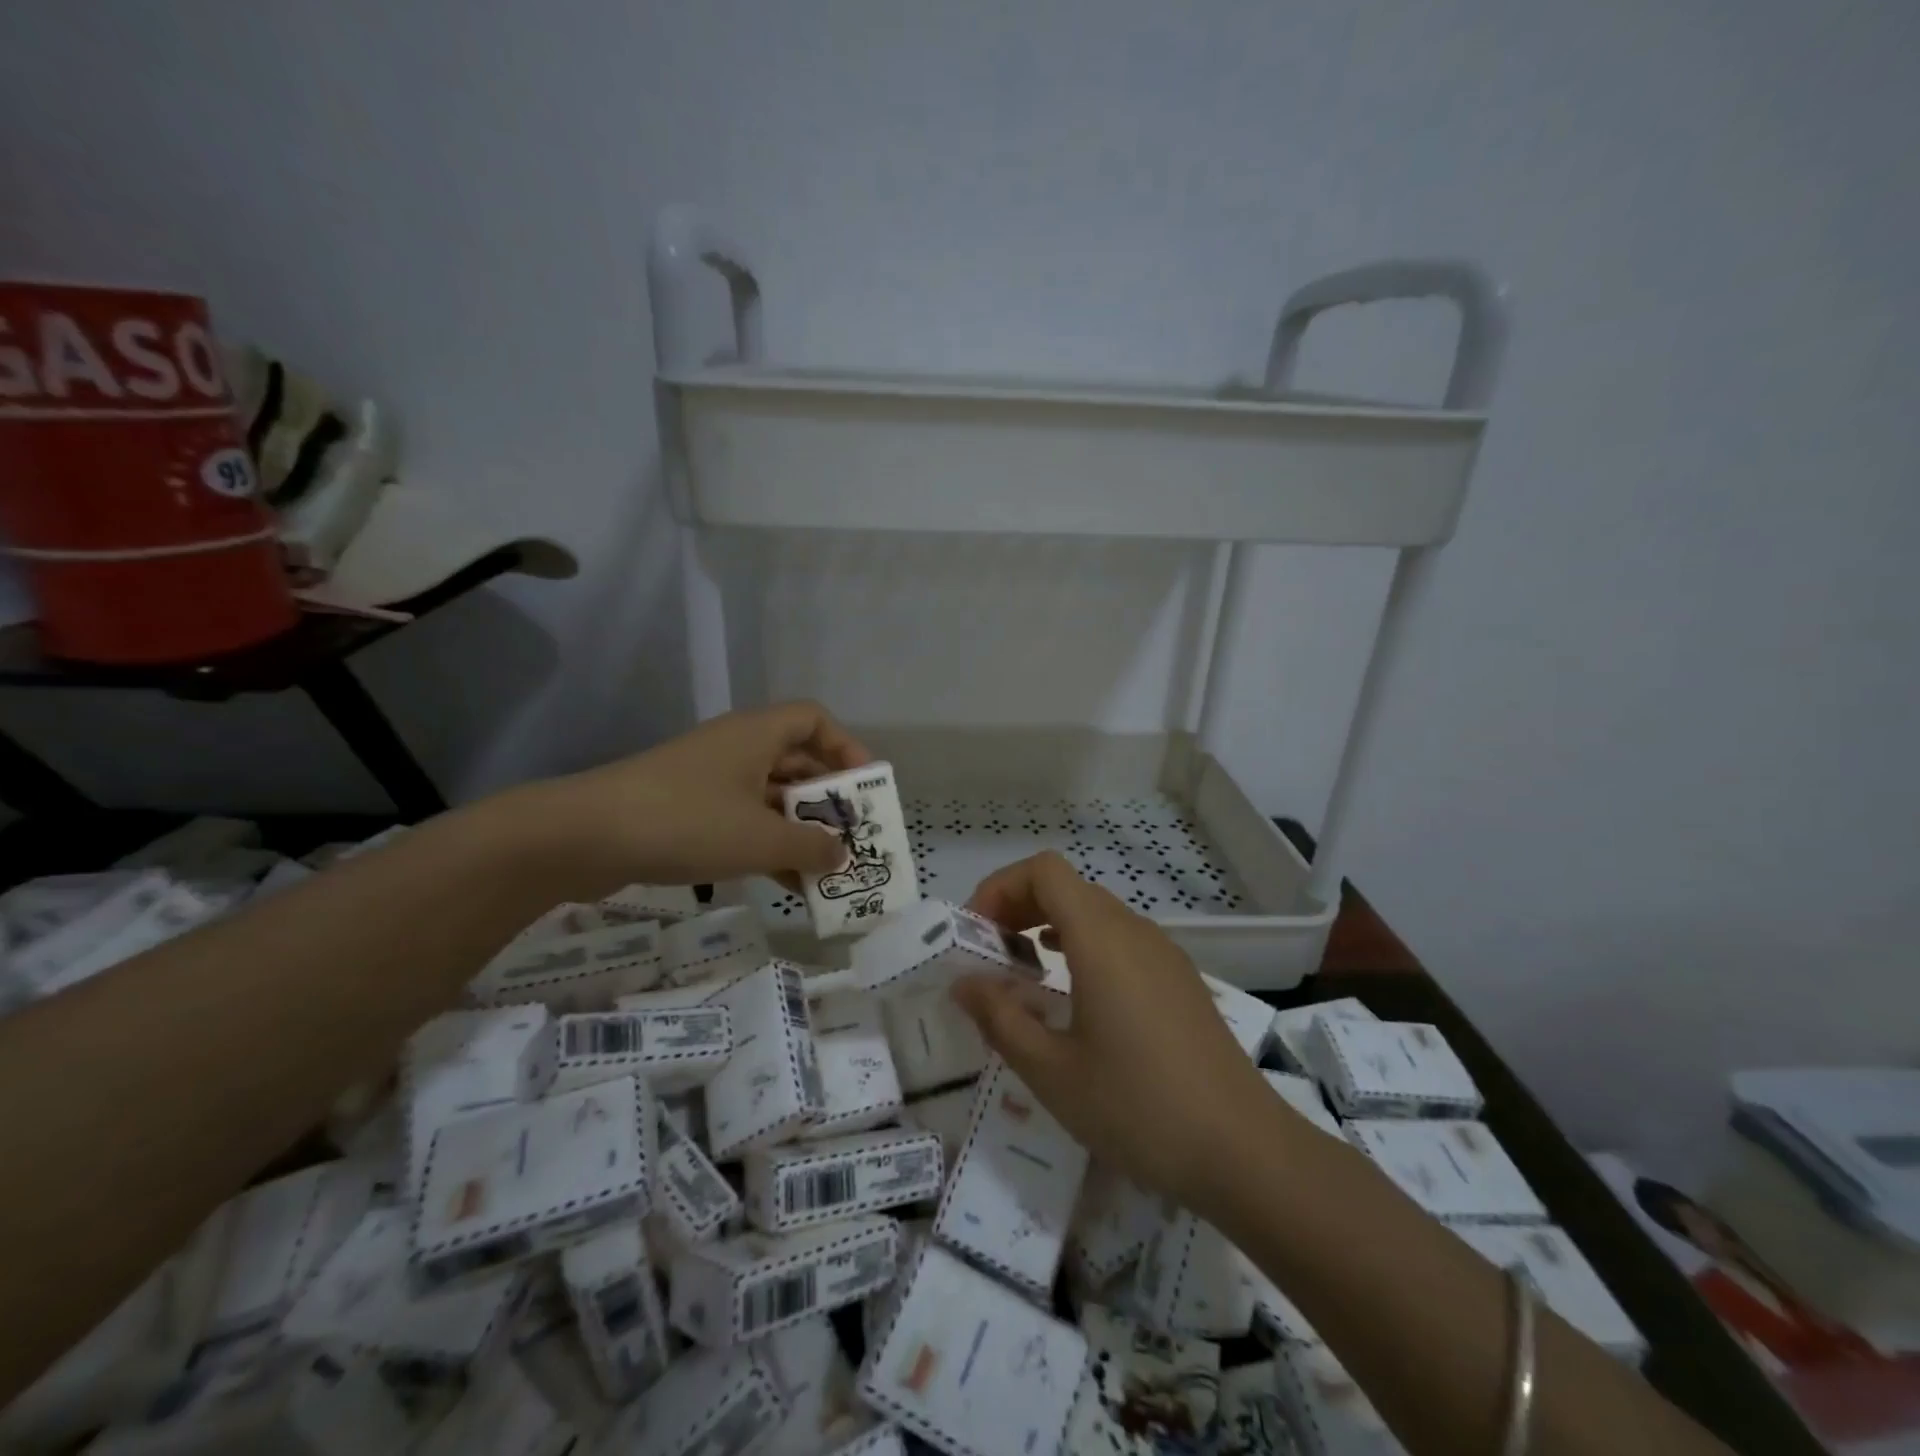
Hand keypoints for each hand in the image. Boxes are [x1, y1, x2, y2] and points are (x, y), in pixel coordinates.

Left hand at [525, 701, 871, 890]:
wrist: (584, 837)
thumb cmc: (687, 821)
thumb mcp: (760, 839)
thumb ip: (811, 846)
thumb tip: (842, 854)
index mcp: (757, 735)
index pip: (815, 720)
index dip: (846, 748)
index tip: (864, 789)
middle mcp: (736, 748)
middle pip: (796, 762)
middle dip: (827, 801)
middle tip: (852, 837)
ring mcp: (709, 780)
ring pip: (770, 798)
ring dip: (799, 830)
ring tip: (825, 870)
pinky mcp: (686, 810)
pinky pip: (742, 821)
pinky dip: (767, 845)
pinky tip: (785, 884)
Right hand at [951, 851, 1281, 1214]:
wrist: (1246, 1152)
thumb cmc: (1139, 1108)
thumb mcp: (1052, 1072)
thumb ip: (1001, 1019)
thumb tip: (964, 983)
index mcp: (1101, 940)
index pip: (1044, 871)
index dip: (1001, 887)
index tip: (977, 934)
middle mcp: (1134, 931)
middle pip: (1067, 886)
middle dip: (1019, 907)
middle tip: (990, 955)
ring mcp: (1163, 953)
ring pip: (1095, 912)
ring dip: (1050, 926)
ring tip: (1024, 973)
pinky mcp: (1179, 979)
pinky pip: (1120, 939)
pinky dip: (1083, 946)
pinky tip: (1074, 996)